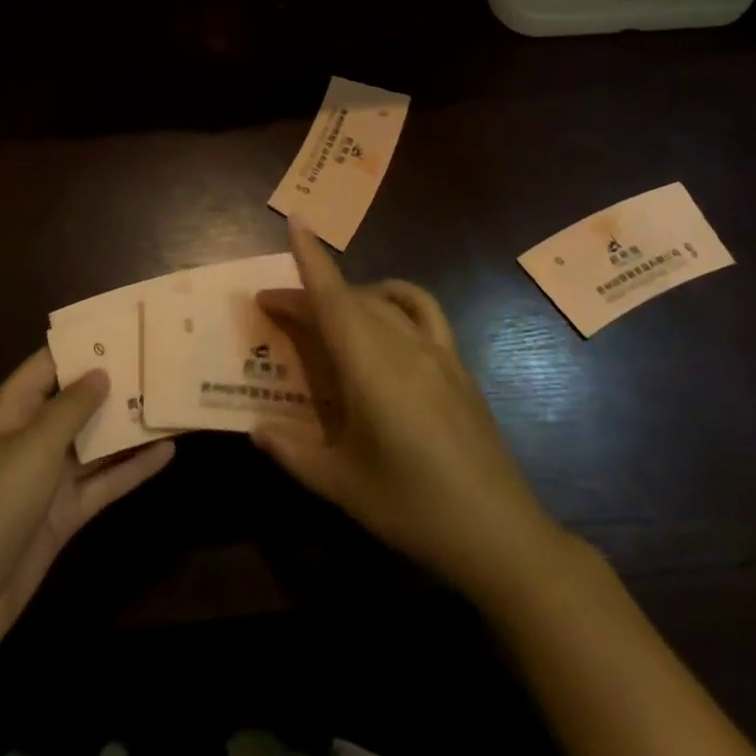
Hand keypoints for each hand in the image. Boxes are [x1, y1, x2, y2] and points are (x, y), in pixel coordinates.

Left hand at [0, 350, 173, 663]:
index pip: (53, 362)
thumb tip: (101, 371)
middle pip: (79, 399)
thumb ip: (71, 407)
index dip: (87, 343)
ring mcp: (48, 477)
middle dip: (117, 382)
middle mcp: (32, 435)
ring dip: (130, 424)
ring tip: (174, 399)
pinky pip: (104, 481)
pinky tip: (169, 451)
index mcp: (13, 408)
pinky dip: (133, 468)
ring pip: (96, 441)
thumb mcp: (33, 447)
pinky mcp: (64, 513)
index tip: (130, 325)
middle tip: (164, 359)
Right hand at [255, 220, 567, 601]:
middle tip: (275, 310)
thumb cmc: (413, 509)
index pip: (333, 298)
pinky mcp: (456, 362)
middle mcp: (401, 345)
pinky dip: (396, 296)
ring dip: (346, 296)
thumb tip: (255, 429)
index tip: (293, 222)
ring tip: (323, 314)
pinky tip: (384, 311)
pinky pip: (423, 309)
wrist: (499, 534)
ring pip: (380, 302)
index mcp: (370, 368)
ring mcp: (434, 350)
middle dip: (308, 295)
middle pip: (348, 300)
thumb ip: (293, 452)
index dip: (311, 257)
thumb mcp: (342, 486)